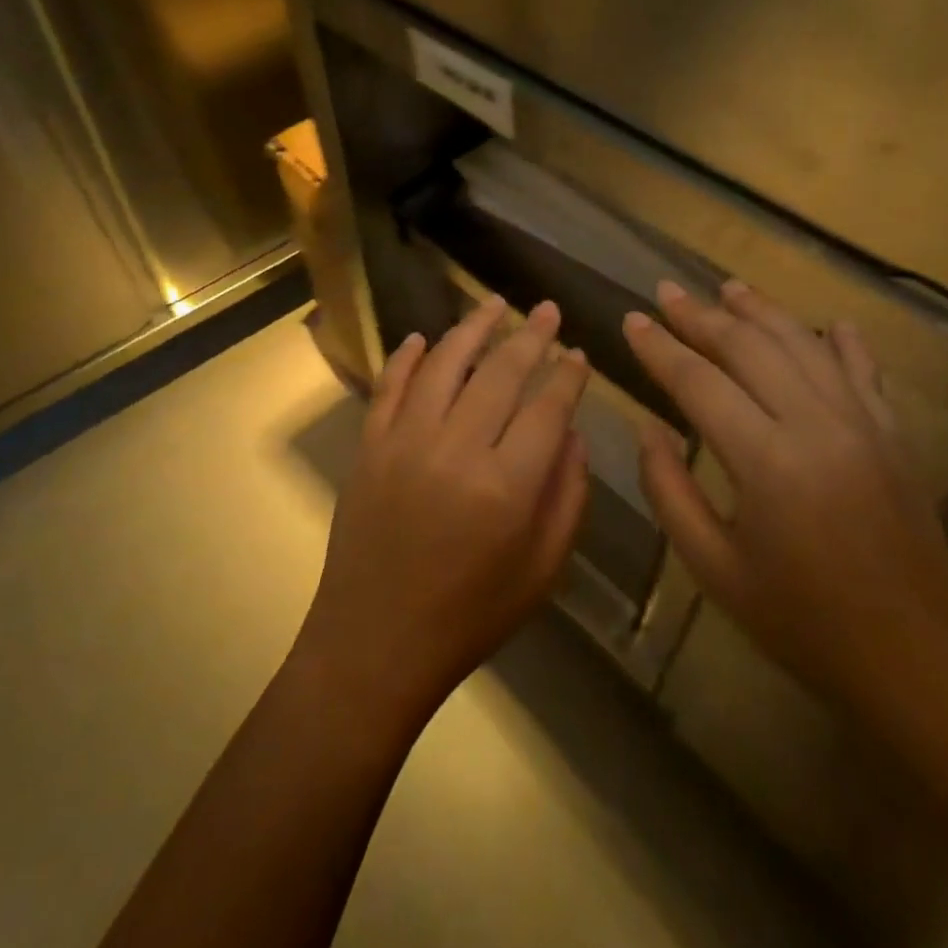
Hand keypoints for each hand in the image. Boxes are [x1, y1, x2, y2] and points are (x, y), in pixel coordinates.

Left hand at [298, 295, 591, 727]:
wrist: (375, 644)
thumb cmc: (470, 615)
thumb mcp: (542, 569)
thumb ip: (567, 496)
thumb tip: (574, 433)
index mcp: (506, 485)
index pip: (547, 407)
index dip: (567, 374)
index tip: (578, 351)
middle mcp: (455, 449)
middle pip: (500, 372)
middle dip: (530, 335)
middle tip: (546, 309)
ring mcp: (404, 442)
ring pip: (443, 364)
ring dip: (472, 328)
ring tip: (493, 304)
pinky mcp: (369, 446)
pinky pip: (390, 386)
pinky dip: (407, 357)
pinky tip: (422, 338)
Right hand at [623, 280, 947, 699]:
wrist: (913, 658)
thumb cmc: (800, 621)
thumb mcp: (713, 567)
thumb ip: (669, 490)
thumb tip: (648, 427)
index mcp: (766, 460)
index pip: (698, 382)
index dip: (660, 348)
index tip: (632, 320)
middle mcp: (817, 424)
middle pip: (749, 347)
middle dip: (701, 315)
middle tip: (667, 291)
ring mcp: (864, 423)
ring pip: (804, 344)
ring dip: (761, 311)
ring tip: (727, 287)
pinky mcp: (894, 434)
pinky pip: (863, 370)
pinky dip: (841, 341)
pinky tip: (827, 322)